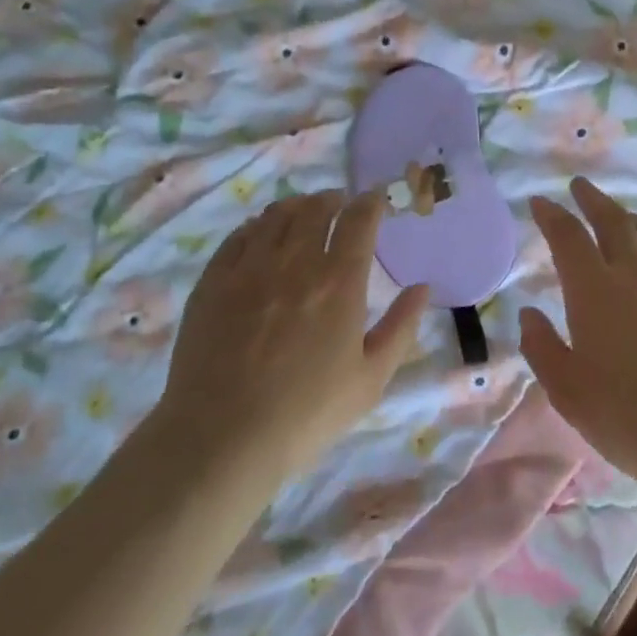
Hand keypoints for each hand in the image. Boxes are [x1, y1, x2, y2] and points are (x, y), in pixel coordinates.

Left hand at [159, 189, 427, 481]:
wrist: (223, 436)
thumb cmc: (307, 413)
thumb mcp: (371, 378)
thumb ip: (401, 327)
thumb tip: (423, 288)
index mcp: (339, 282)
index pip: (359, 221)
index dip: (371, 203)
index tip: (376, 200)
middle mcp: (295, 262)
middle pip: (316, 208)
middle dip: (334, 199)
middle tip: (340, 204)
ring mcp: (249, 268)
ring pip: (276, 216)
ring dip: (297, 206)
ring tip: (304, 212)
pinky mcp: (213, 281)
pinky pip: (239, 236)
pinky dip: (258, 225)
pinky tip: (261, 234)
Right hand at [520, 177, 636, 493]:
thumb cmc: (628, 415)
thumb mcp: (568, 390)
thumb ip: (543, 348)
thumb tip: (528, 314)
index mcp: (595, 291)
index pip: (569, 237)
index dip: (553, 215)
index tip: (542, 201)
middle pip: (614, 222)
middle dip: (594, 200)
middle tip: (581, 186)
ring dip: (632, 221)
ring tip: (624, 219)